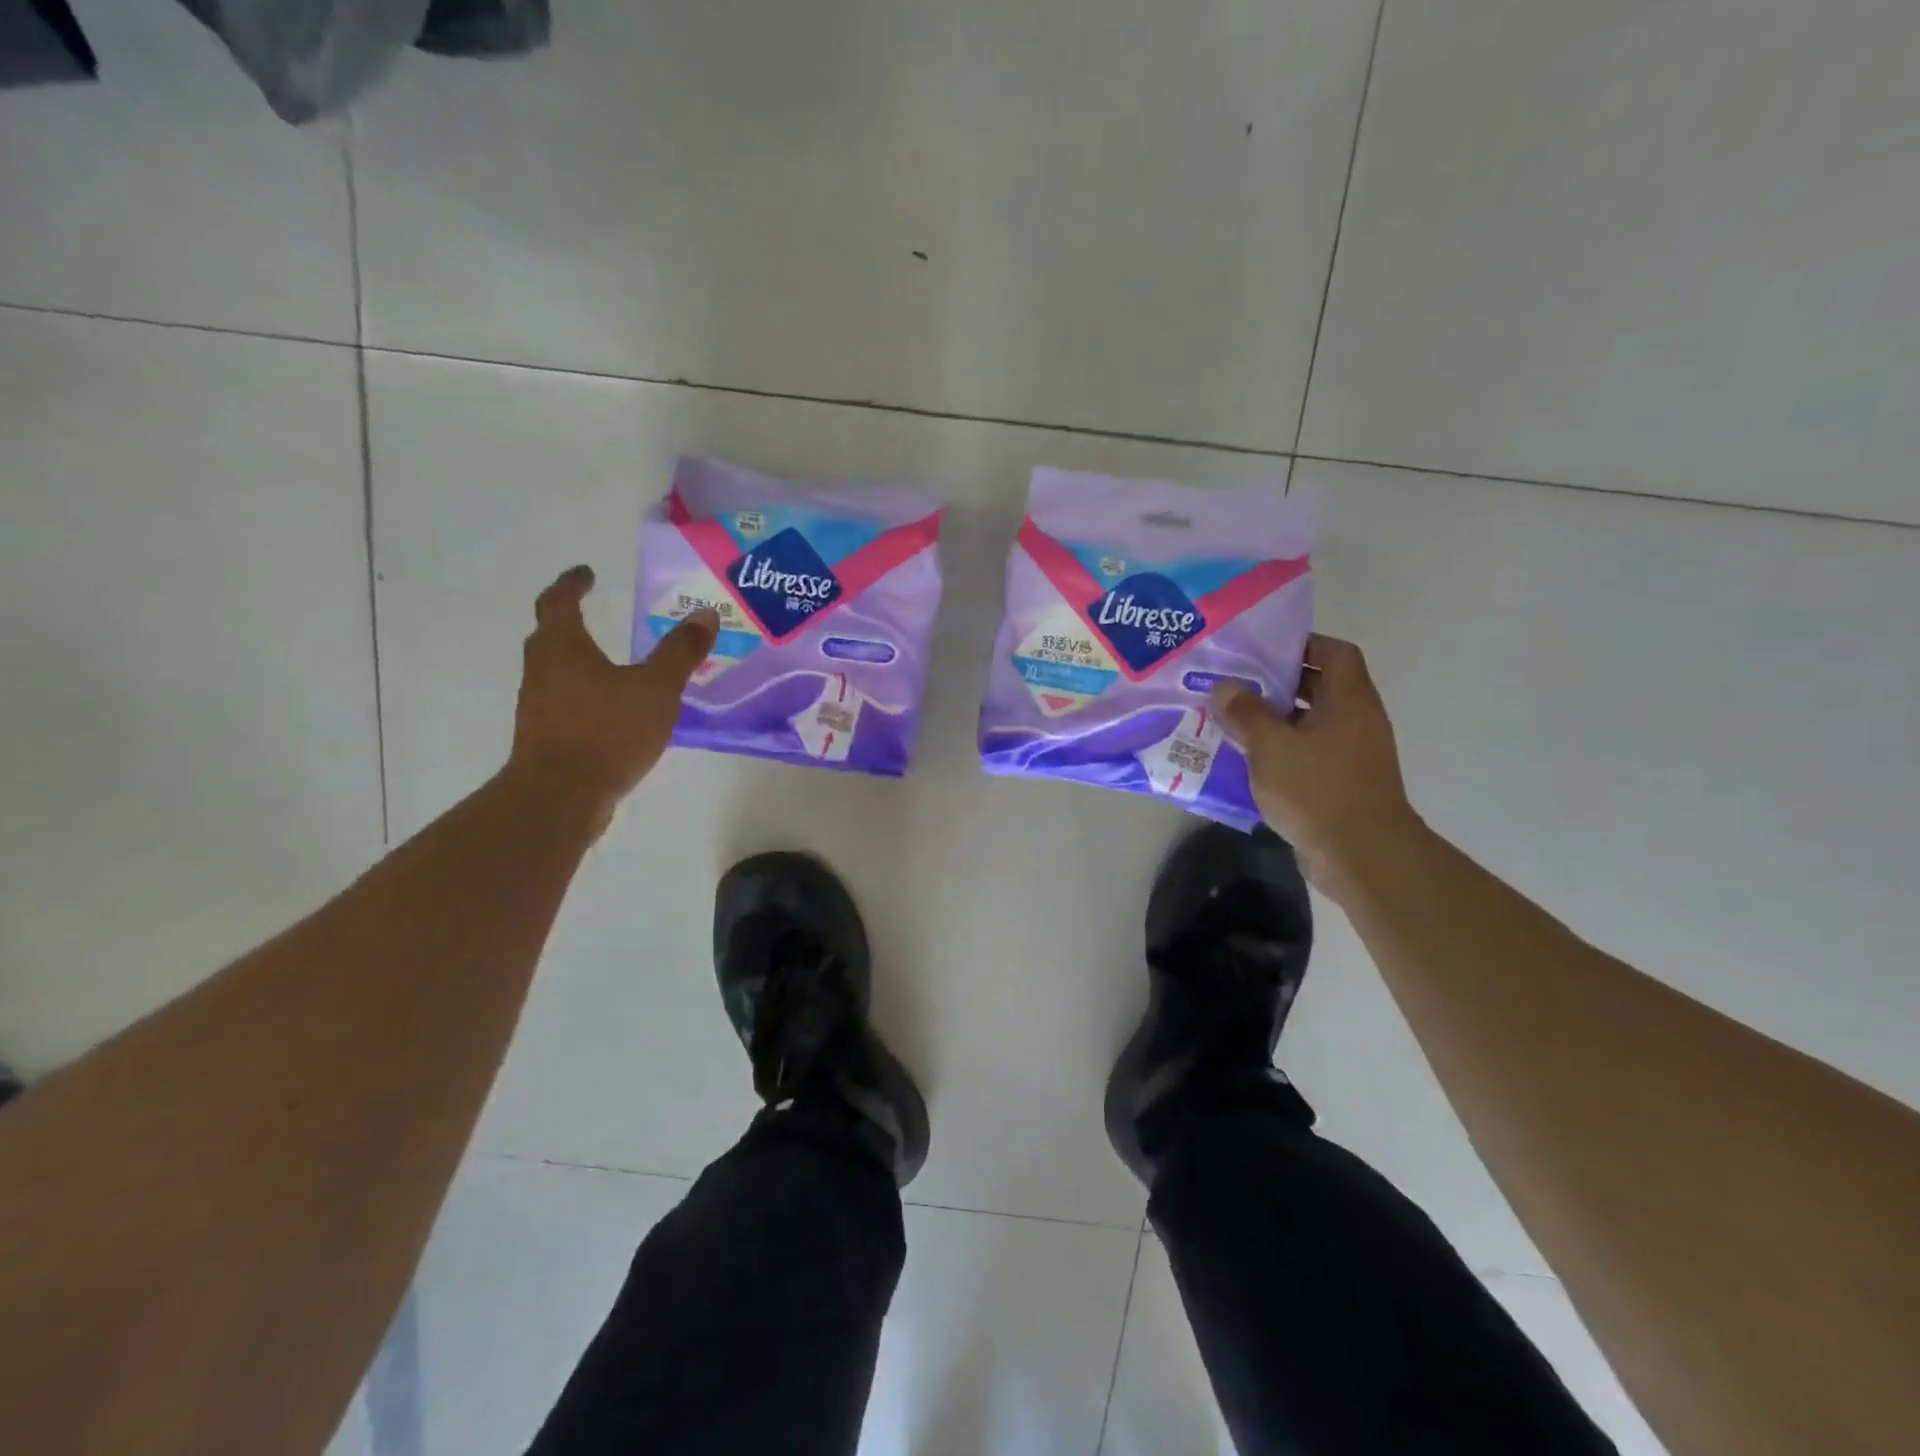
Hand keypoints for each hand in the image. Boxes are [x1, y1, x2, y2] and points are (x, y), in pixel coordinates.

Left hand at [507, 565, 717, 825]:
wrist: (561, 797)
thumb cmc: (606, 731)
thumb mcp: (656, 688)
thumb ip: (680, 652)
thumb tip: (705, 614)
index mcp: (562, 647)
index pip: (559, 601)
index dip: (573, 584)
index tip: (587, 573)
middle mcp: (542, 670)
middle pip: (552, 635)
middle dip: (573, 620)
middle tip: (600, 613)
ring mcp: (541, 705)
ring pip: (559, 670)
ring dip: (582, 660)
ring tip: (617, 662)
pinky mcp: (548, 735)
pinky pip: (569, 701)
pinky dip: (589, 693)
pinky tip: (617, 708)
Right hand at [1211, 634, 1419, 889]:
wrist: (1360, 855)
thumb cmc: (1317, 789)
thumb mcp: (1271, 746)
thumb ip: (1246, 713)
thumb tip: (1225, 688)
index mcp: (1349, 700)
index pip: (1335, 652)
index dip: (1303, 644)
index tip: (1263, 649)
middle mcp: (1357, 720)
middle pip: (1321, 686)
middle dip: (1279, 683)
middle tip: (1236, 683)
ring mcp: (1352, 754)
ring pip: (1311, 723)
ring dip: (1276, 720)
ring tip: (1232, 720)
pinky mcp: (1341, 784)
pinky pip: (1309, 754)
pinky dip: (1282, 751)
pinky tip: (1247, 760)